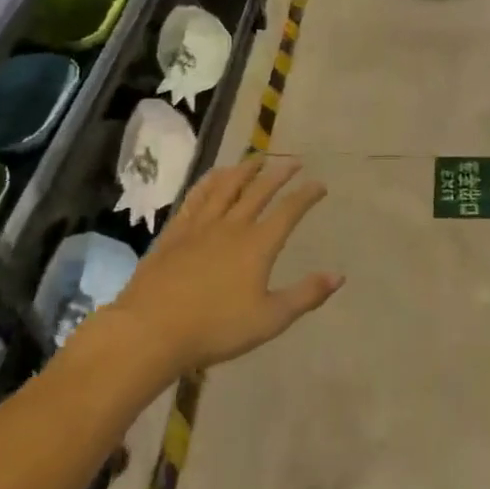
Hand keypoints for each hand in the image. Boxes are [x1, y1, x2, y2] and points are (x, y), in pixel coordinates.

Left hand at [108, 157, 340, 373]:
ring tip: (256, 158)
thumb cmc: (215, 329)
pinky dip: (209, 181)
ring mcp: (200, 226)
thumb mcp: (269, 320)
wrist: (150, 331)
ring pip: (226, 187)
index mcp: (258, 245)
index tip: (319, 184)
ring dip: (244, 169)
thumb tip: (339, 276)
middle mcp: (232, 226)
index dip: (306, 195)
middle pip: (259, 191)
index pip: (289, 211)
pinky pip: (196, 197)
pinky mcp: (175, 233)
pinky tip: (213, 176)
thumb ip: (305, 295)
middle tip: (293, 161)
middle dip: (279, 174)